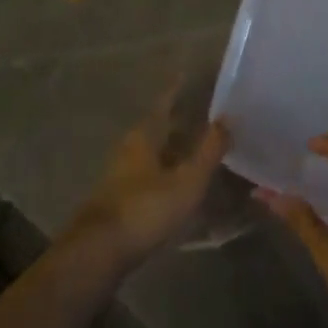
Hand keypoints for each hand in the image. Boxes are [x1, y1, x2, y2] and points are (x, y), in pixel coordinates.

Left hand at [66, 95, 227, 272]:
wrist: (100, 253)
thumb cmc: (146, 209)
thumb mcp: (187, 180)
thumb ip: (209, 150)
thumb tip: (228, 117)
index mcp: (145, 135)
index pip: (165, 102)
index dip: (178, 89)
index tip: (192, 75)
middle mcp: (131, 148)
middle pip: (159, 126)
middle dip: (181, 119)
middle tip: (207, 113)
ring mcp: (123, 175)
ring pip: (155, 151)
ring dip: (176, 147)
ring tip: (201, 146)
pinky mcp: (122, 199)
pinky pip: (152, 173)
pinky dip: (170, 170)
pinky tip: (184, 181)